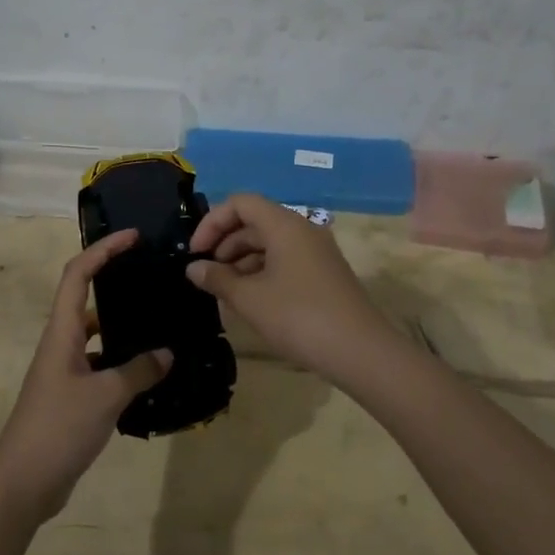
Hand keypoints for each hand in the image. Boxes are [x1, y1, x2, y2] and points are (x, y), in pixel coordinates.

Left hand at [0, 230, 171, 522]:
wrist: (23, 483)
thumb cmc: (58, 428)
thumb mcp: (106, 396)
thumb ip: (139, 371)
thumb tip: (167, 353)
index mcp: (62, 332)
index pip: (78, 274)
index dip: (103, 249)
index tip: (133, 237)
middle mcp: (61, 343)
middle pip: (85, 297)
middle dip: (114, 279)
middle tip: (151, 274)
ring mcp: (65, 370)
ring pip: (96, 334)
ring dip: (122, 324)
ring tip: (159, 320)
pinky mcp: (71, 395)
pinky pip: (100, 365)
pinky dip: (122, 362)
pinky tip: (149, 371)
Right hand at [186, 194, 395, 381]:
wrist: (360, 351)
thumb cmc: (299, 317)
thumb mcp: (250, 299)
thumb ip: (217, 279)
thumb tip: (194, 268)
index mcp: (284, 225)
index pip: (241, 203)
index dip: (213, 222)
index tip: (196, 252)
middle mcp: (302, 229)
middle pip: (255, 222)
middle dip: (225, 244)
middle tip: (206, 275)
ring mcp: (317, 252)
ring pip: (270, 244)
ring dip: (242, 261)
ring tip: (225, 292)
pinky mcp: (324, 274)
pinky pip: (285, 260)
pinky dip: (262, 272)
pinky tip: (251, 301)